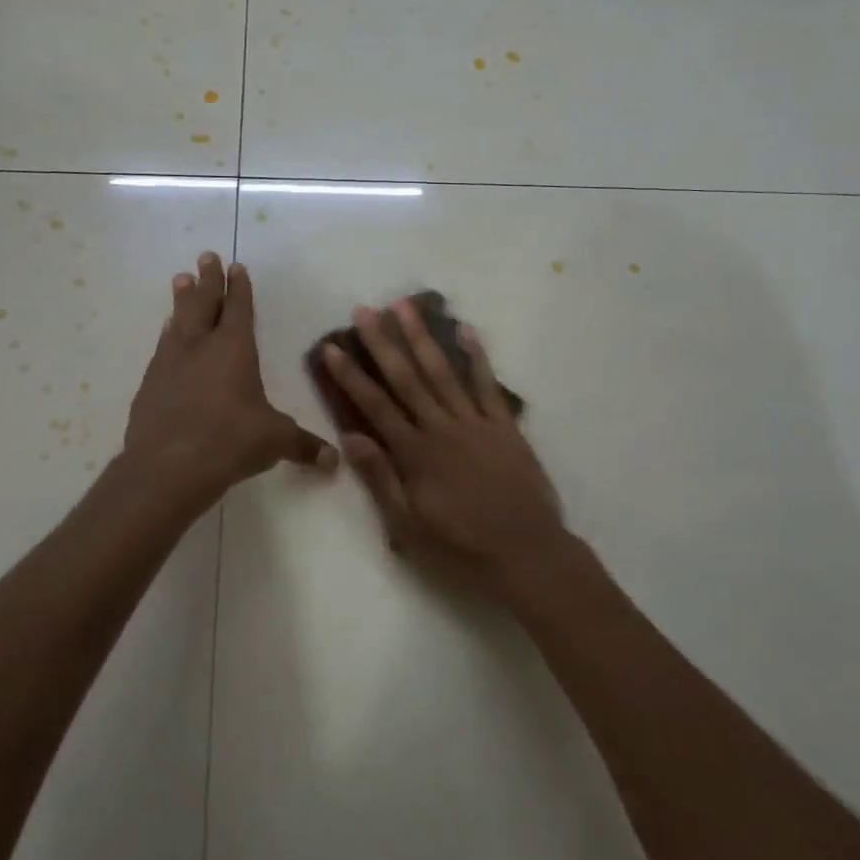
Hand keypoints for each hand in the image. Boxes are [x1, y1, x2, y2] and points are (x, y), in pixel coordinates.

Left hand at [124, 252, 337, 502]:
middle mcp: (200, 346)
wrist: (167, 467)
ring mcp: (170, 363)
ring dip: (182, 300)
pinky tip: (166, 333)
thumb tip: (334, 461)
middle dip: (208, 279)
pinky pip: (162, 348)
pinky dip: (168, 335)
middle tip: (205, 256)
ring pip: (178, 321)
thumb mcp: (274, 441)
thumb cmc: (230, 441)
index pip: (239, 308)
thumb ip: (304, 446)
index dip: (240, 288)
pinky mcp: (150, 385)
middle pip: (204, 303)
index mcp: (234, 349)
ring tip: (181, 280)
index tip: (236, 266)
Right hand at [322, 299, 566, 596]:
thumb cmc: (461, 547)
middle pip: (407, 378)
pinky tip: (465, 330)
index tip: (332, 346)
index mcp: (415, 453)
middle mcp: (442, 428)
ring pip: (443, 372)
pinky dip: (477, 356)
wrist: (527, 554)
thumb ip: (380, 478)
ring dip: (422, 337)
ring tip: (405, 306)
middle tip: (365, 309)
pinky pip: (487, 385)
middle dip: (383, 342)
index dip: (351, 375)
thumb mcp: (409, 527)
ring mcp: (476, 423)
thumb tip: (350, 436)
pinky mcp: (504, 426)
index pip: (375, 405)